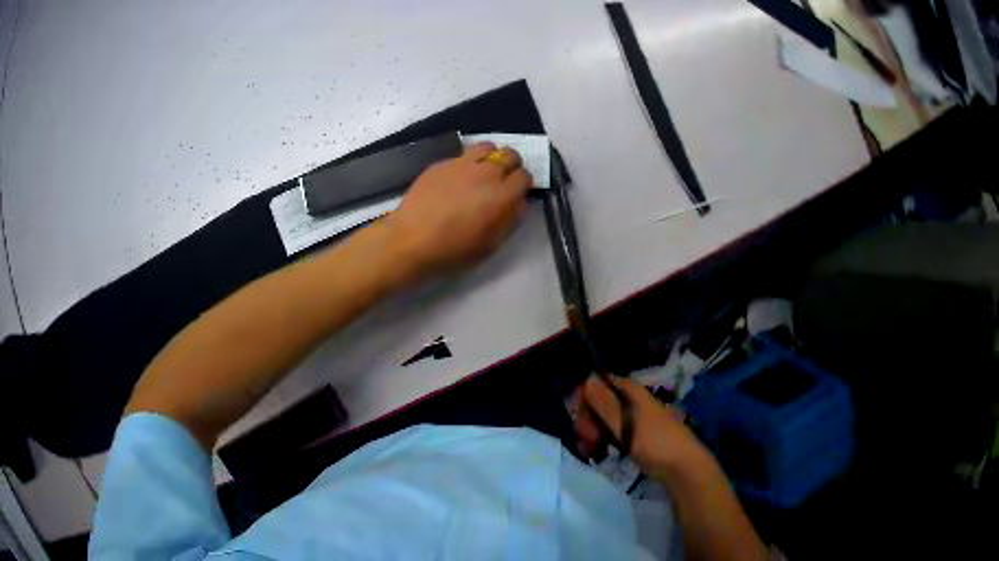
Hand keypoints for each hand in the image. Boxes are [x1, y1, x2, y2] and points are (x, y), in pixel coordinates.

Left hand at [384, 142, 531, 280]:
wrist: (410, 240)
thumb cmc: (452, 250)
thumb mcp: (490, 245)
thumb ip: (511, 220)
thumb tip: (520, 202)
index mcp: (502, 195)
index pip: (524, 176)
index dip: (522, 184)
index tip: (515, 194)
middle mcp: (486, 173)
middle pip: (510, 155)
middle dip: (511, 166)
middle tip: (502, 181)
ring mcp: (461, 164)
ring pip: (487, 147)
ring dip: (490, 157)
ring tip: (482, 172)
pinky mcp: (441, 163)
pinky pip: (462, 155)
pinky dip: (467, 163)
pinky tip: (456, 180)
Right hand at [576, 375, 706, 477]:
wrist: (683, 468)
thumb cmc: (657, 444)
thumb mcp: (627, 426)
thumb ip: (606, 404)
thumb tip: (587, 378)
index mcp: (631, 392)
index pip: (597, 384)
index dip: (585, 401)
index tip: (582, 423)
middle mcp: (631, 400)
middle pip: (598, 403)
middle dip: (587, 421)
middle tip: (588, 442)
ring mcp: (633, 418)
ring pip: (603, 419)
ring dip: (592, 434)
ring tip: (593, 452)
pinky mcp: (635, 435)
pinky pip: (612, 432)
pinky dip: (602, 441)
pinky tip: (600, 454)